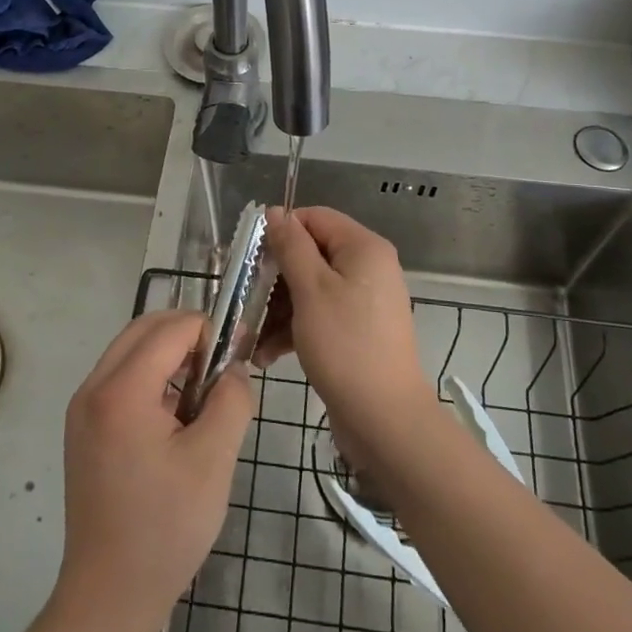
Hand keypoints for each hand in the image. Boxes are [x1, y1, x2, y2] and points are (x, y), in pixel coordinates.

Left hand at [52, 310, 255, 631]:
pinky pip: (120, 377)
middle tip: (223, 363)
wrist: (108, 597)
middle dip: (188, 333)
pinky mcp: (83, 427)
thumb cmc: (165, 529)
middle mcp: (93, 388)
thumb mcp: (213, 461)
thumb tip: (233, 368)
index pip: (171, 328)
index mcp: (121, 391)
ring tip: (204, 389)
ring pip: (130, 350)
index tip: (240, 352)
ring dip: (169, 353)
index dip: (210, 330)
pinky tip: (176, 413)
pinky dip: (151, 375)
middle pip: (144, 328)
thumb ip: (231, 400)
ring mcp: (82, 408)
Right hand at [264, 207, 437, 463]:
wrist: (385, 419)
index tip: (251, 258)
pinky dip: (295, 329)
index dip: (281, 232)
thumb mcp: (311, 290)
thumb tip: (275, 211)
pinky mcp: (357, 331)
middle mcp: (368, 267)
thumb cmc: (345, 345)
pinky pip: (321, 315)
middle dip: (276, 278)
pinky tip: (267, 354)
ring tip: (251, 337)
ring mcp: (364, 301)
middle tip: (246, 300)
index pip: (315, 218)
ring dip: (279, 309)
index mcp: (363, 247)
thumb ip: (291, 246)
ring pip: (311, 288)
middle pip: (311, 254)